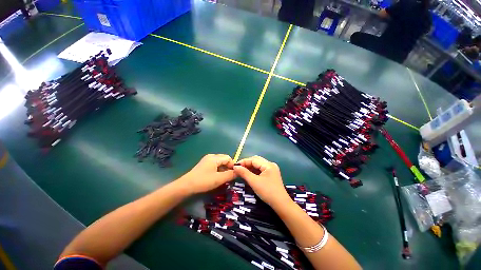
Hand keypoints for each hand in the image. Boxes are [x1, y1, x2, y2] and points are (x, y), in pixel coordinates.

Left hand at [179, 154, 235, 193]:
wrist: (186, 186)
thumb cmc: (203, 181)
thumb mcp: (219, 179)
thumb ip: (230, 175)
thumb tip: (239, 172)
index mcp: (214, 158)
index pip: (228, 158)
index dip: (232, 165)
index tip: (234, 174)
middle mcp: (211, 156)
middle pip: (224, 159)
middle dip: (228, 167)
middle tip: (229, 176)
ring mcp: (207, 160)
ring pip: (219, 162)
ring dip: (223, 169)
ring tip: (224, 177)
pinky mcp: (204, 164)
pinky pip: (215, 164)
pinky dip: (218, 169)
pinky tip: (217, 176)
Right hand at [233, 156, 290, 206]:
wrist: (281, 204)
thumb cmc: (267, 192)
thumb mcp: (254, 182)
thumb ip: (244, 173)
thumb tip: (235, 167)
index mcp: (268, 164)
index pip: (253, 159)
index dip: (243, 162)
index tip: (234, 166)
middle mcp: (270, 164)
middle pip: (256, 161)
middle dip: (246, 164)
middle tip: (238, 168)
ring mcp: (271, 169)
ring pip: (258, 165)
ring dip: (250, 167)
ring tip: (241, 171)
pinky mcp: (271, 174)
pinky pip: (260, 170)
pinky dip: (254, 171)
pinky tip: (248, 174)